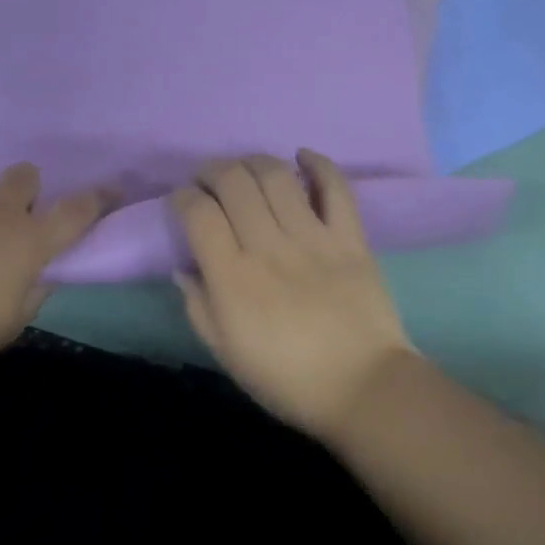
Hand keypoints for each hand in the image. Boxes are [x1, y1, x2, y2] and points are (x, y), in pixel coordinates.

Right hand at [171, 151, 416, 438]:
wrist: (362, 388)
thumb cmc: (286, 379)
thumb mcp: (226, 354)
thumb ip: (198, 307)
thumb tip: (184, 267)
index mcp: (232, 278)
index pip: (198, 214)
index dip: (182, 197)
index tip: (182, 201)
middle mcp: (268, 247)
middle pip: (233, 183)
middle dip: (211, 170)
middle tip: (207, 179)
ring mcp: (313, 238)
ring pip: (276, 176)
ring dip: (253, 161)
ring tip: (245, 168)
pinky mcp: (349, 237)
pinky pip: (335, 188)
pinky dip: (318, 164)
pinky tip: (302, 156)